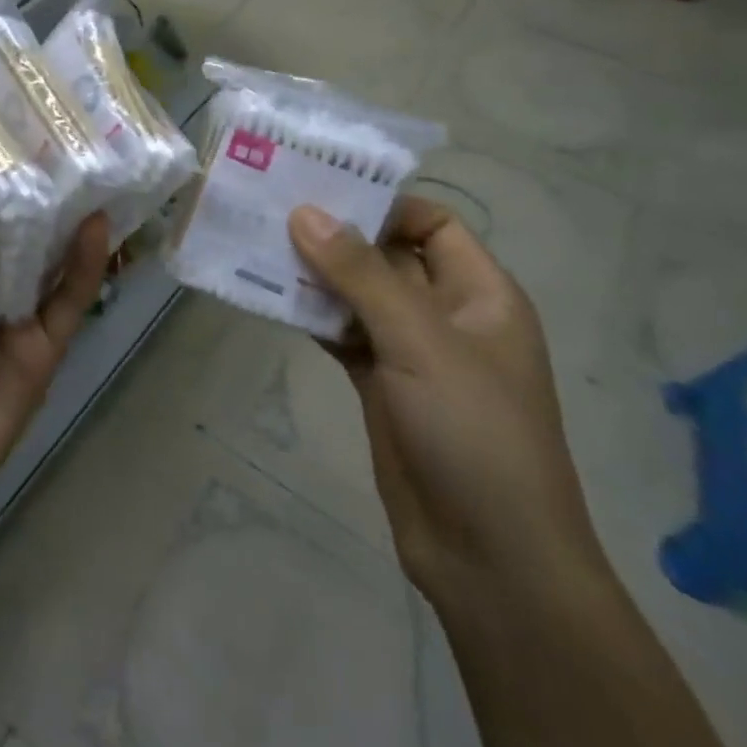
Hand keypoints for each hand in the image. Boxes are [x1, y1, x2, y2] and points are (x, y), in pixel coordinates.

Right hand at [288, 198, 605, 608]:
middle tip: (271, 209)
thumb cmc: (473, 433)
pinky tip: (268, 298)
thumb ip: (360, 274)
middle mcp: (445, 314)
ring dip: (314, 275)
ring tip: (256, 245)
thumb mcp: (420, 342)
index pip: (431, 223)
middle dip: (335, 234)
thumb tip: (305, 212)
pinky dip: (311, 315)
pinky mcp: (380, 384)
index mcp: (479, 293)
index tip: (318, 190)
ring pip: (357, 295)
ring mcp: (410, 352)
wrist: (489, 556)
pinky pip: (342, 333)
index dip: (380, 204)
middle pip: (386, 256)